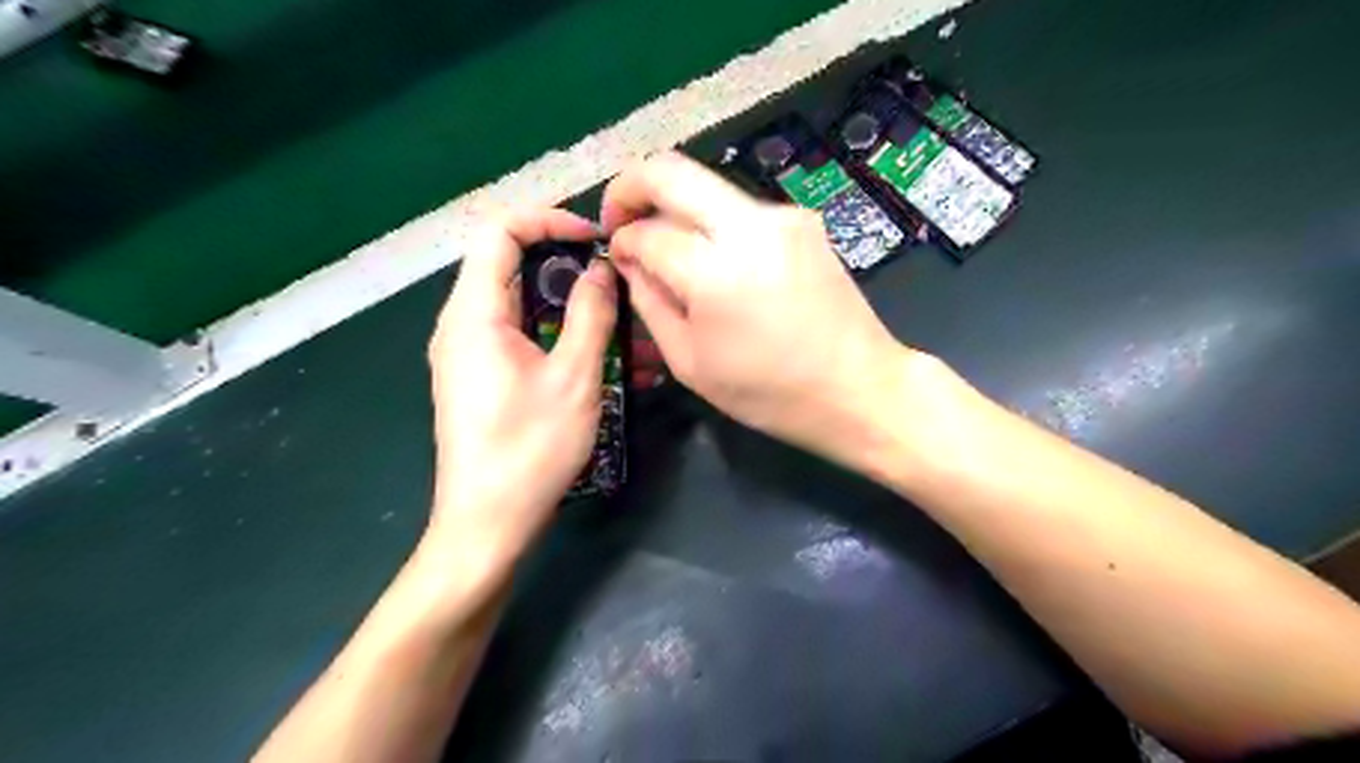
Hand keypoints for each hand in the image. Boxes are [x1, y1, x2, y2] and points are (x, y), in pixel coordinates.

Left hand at [428, 210, 618, 564]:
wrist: (488, 523)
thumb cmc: (530, 449)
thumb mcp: (574, 377)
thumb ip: (590, 314)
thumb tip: (600, 270)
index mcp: (474, 314)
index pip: (500, 231)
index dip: (548, 220)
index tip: (595, 240)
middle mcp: (462, 325)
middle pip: (512, 267)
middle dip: (569, 268)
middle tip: (617, 284)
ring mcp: (470, 354)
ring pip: (523, 307)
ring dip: (573, 309)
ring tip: (625, 330)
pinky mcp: (482, 379)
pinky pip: (522, 339)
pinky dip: (561, 338)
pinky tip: (604, 362)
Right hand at [606, 152, 911, 471]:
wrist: (858, 387)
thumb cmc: (769, 393)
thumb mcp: (690, 363)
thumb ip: (649, 303)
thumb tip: (629, 260)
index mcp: (716, 272)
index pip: (647, 231)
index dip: (620, 240)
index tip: (616, 255)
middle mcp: (750, 225)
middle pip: (671, 170)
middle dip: (631, 187)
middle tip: (620, 219)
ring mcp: (782, 216)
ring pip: (706, 185)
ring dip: (675, 208)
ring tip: (670, 252)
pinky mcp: (803, 220)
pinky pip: (739, 208)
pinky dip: (713, 223)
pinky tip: (717, 262)